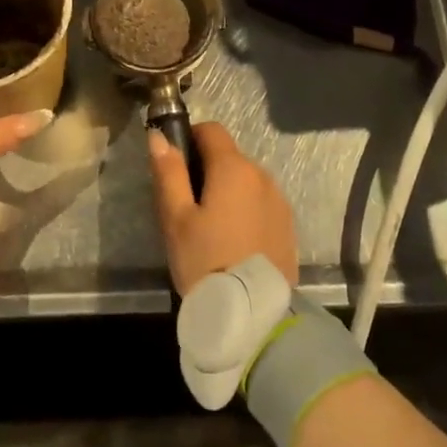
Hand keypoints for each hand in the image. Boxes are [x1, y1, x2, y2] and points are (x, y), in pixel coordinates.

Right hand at [148, 121, 298, 294]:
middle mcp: (262, 176)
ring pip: (246, 182)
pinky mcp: (288, 226)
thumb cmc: (206, 261)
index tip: (175, 166)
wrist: (253, 315)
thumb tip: (159, 137)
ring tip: (210, 230)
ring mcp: (279, 202)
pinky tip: (233, 243)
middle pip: (229, 157)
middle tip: (187, 207)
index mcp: (234, 168)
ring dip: (228, 192)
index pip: (212, 130)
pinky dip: (245, 211)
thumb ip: (169, 173)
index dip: (190, 138)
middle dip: (207, 170)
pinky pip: (260, 204)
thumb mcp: (176, 218)